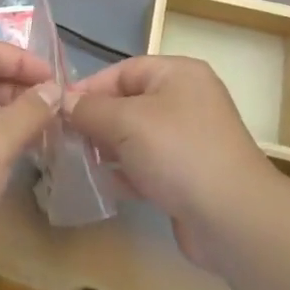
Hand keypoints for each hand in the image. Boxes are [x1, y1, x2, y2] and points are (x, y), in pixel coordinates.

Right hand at [67, 56, 279, 268]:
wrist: (231, 217)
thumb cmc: (177, 152)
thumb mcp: (125, 121)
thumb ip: (90, 109)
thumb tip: (63, 102)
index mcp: (178, 74)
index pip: (123, 71)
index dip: (89, 88)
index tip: (57, 110)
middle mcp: (187, 100)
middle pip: (129, 103)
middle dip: (96, 121)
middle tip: (63, 140)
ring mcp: (190, 140)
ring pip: (137, 137)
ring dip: (108, 149)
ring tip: (77, 163)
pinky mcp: (189, 175)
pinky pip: (149, 165)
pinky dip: (127, 173)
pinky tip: (105, 186)